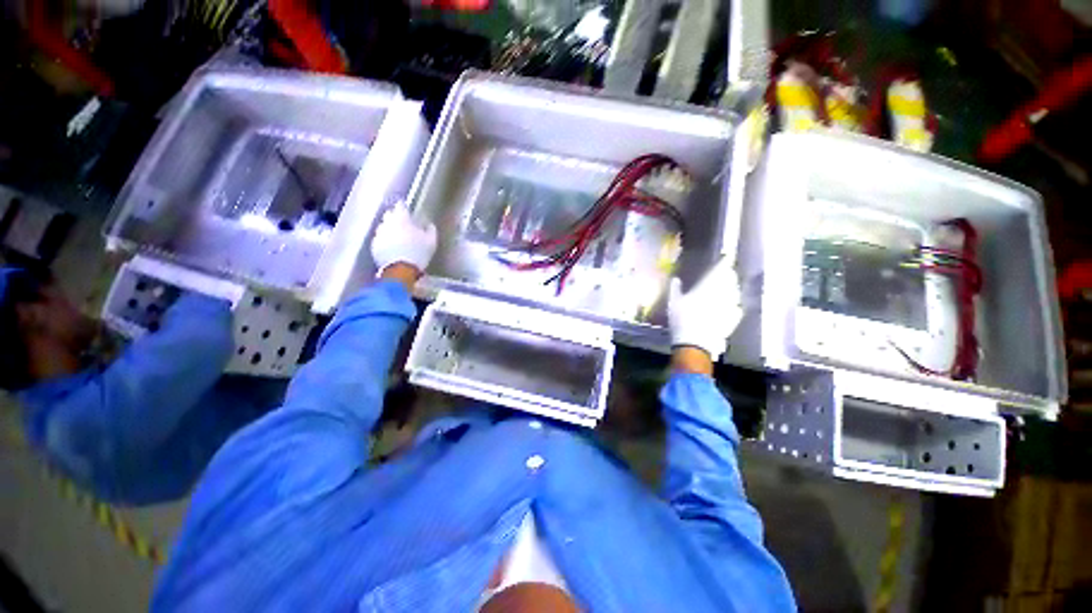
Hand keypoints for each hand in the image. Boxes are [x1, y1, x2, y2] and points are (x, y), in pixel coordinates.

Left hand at [371, 203, 437, 277]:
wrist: (401, 270)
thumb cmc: (418, 253)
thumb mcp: (431, 242)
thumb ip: (430, 230)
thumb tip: (429, 224)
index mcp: (402, 219)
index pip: (400, 206)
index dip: (403, 207)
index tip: (406, 210)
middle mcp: (388, 223)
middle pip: (389, 215)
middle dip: (394, 217)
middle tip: (402, 224)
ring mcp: (379, 234)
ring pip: (383, 227)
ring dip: (389, 229)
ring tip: (397, 237)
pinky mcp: (374, 245)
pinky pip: (379, 239)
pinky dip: (385, 240)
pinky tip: (391, 247)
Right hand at [667, 258, 742, 362]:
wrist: (694, 343)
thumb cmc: (680, 320)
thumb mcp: (673, 303)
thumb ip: (675, 289)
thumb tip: (675, 279)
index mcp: (706, 288)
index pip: (719, 271)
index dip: (725, 263)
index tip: (728, 257)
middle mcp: (721, 295)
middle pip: (730, 280)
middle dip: (729, 275)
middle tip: (727, 272)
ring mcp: (729, 307)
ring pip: (736, 293)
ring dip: (733, 288)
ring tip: (730, 287)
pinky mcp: (733, 319)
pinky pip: (738, 308)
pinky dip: (736, 304)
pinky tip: (733, 306)